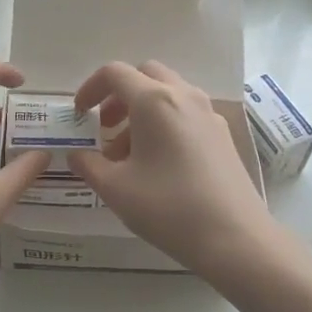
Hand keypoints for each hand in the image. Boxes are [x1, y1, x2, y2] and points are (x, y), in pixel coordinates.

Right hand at [69, 60, 272, 266]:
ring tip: (127, 153)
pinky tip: (157, 162)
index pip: (115, 73)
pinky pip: (186, 112)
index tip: (79, 115)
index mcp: (154, 101)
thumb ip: (88, 165)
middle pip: (145, 75)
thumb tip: (76, 155)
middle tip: (105, 126)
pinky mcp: (222, 135)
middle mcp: (184, 96)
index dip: (90, 88)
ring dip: (141, 110)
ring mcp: (208, 114)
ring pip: (168, 93)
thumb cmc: (168, 208)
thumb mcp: (115, 189)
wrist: (234, 238)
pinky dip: (164, 122)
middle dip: (119, 95)